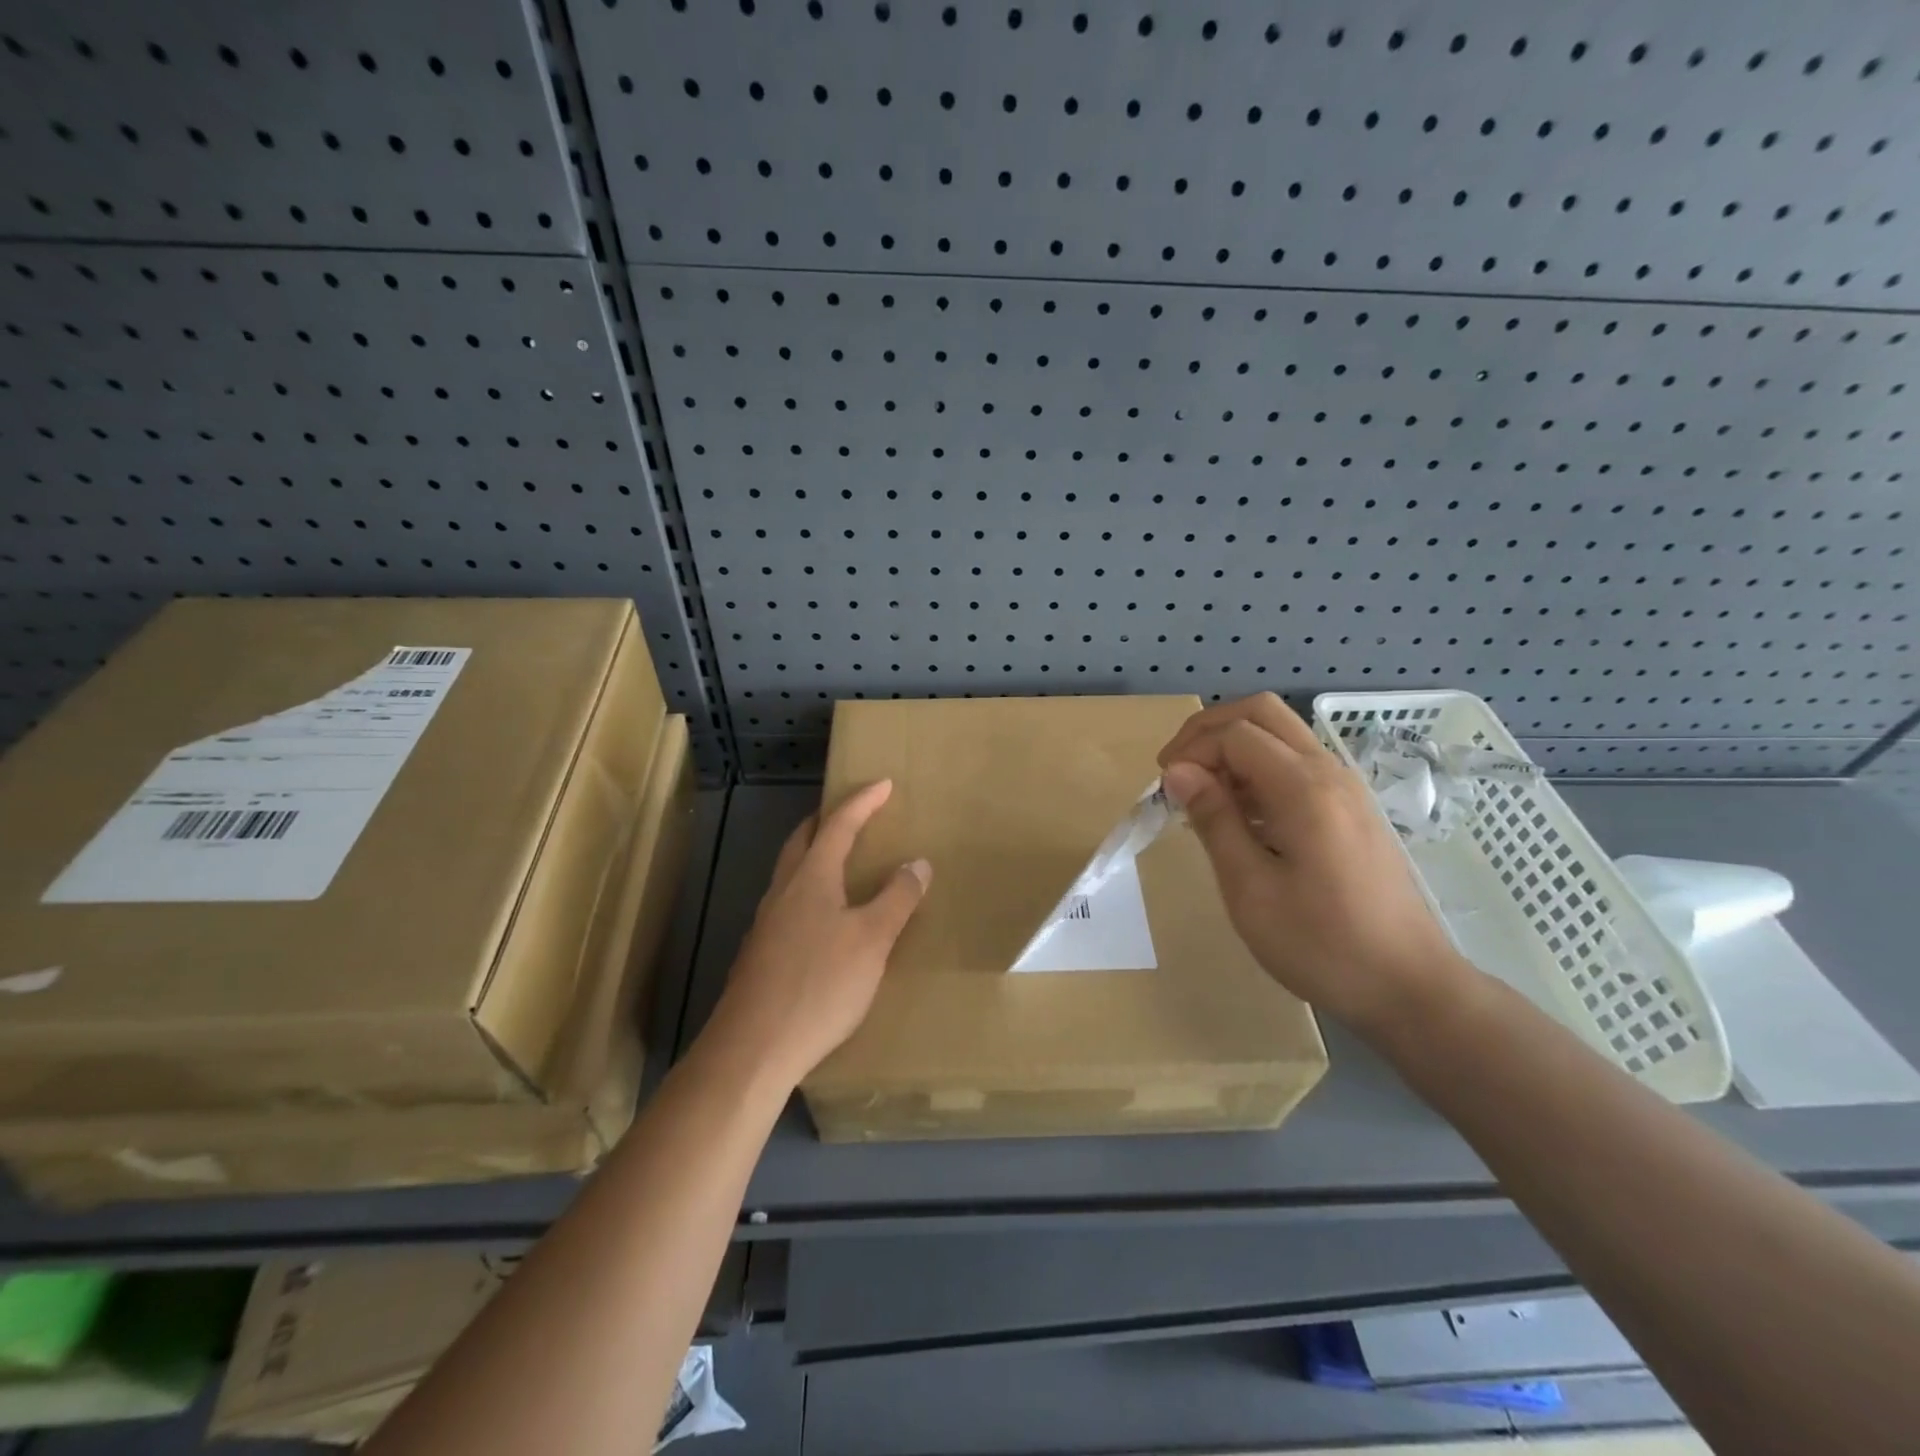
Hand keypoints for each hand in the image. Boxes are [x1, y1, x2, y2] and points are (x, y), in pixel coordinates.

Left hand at [704, 780, 930, 1090]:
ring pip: (790, 873)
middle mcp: (783, 891)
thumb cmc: (820, 984)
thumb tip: (917, 863)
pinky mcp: (759, 954)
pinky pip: (787, 904)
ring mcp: (765, 923)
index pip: (839, 825)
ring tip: (840, 863)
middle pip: (803, 840)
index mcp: (811, 878)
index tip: (883, 784)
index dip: (862, 801)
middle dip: (828, 821)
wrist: (753, 1048)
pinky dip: (808, 892)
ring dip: (814, 856)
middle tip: (854, 814)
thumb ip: (896, 899)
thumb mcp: (872, 940)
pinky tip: (821, 920)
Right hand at [1157, 694, 1472, 1035]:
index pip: (1235, 733)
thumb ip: (1214, 820)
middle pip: (1262, 713)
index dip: (1191, 750)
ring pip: (1281, 734)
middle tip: (1178, 771)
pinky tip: (1242, 816)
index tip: (1164, 789)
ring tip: (1203, 796)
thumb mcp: (1250, 889)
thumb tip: (1178, 771)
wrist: (1409, 987)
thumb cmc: (1321, 944)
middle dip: (1209, 730)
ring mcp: (1346, 788)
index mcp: (1304, 788)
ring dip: (1234, 748)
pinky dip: (1258, 769)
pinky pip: (1297, 764)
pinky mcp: (1351, 809)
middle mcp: (1329, 772)